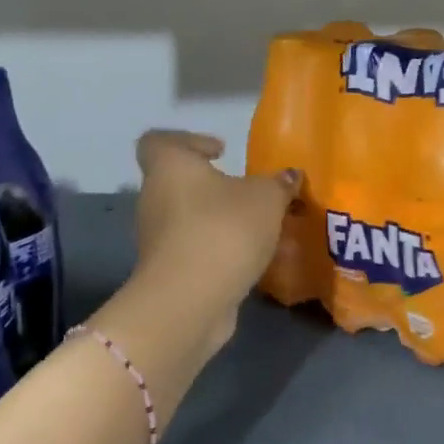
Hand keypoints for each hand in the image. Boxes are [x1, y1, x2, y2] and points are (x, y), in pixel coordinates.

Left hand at [132, 130, 299, 337]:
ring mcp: (157, 239)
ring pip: (190, 220)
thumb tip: (289, 176)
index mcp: (170, 167)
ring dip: (221, 221)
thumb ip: (278, 184)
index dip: (188, 141)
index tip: (221, 152)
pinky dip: (219, 251)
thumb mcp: (266, 198)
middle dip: (215, 187)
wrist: (189, 302)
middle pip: (179, 183)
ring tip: (260, 230)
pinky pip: (195, 251)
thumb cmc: (223, 229)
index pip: (158, 141)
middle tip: (250, 193)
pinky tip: (252, 259)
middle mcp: (154, 198)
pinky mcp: (167, 272)